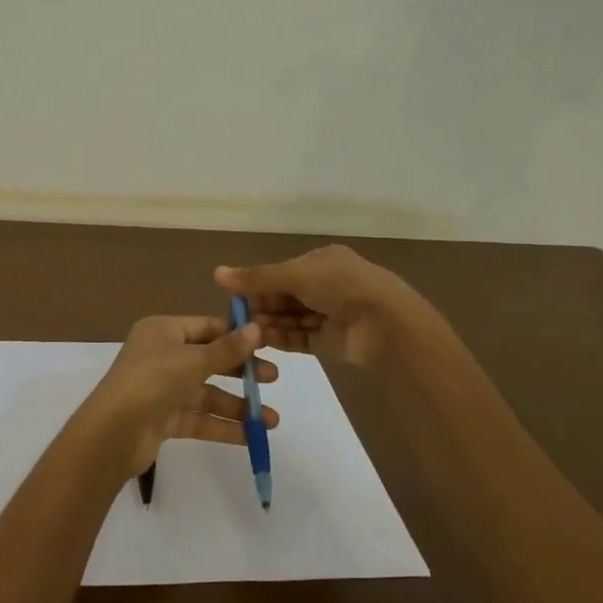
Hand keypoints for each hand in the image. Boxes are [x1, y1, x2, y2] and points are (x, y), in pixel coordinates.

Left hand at [81, 315, 282, 475]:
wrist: (112, 434)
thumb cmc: (151, 381)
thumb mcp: (192, 361)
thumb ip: (227, 349)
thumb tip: (258, 328)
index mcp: (162, 331)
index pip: (206, 327)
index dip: (236, 335)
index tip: (267, 344)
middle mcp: (162, 355)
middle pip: (209, 359)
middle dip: (241, 371)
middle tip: (273, 379)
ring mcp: (162, 388)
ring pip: (206, 393)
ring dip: (237, 405)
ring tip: (271, 420)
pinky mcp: (163, 418)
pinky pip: (199, 418)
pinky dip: (223, 426)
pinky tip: (251, 436)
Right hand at [215, 245, 420, 371]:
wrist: (385, 324)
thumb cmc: (341, 286)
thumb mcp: (295, 275)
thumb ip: (256, 278)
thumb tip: (217, 273)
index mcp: (323, 261)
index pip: (284, 271)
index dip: (259, 282)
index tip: (233, 295)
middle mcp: (328, 285)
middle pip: (286, 295)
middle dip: (262, 305)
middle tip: (234, 317)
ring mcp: (331, 314)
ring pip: (292, 318)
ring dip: (269, 323)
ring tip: (243, 332)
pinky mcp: (333, 341)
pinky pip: (301, 338)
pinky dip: (282, 338)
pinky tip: (261, 341)